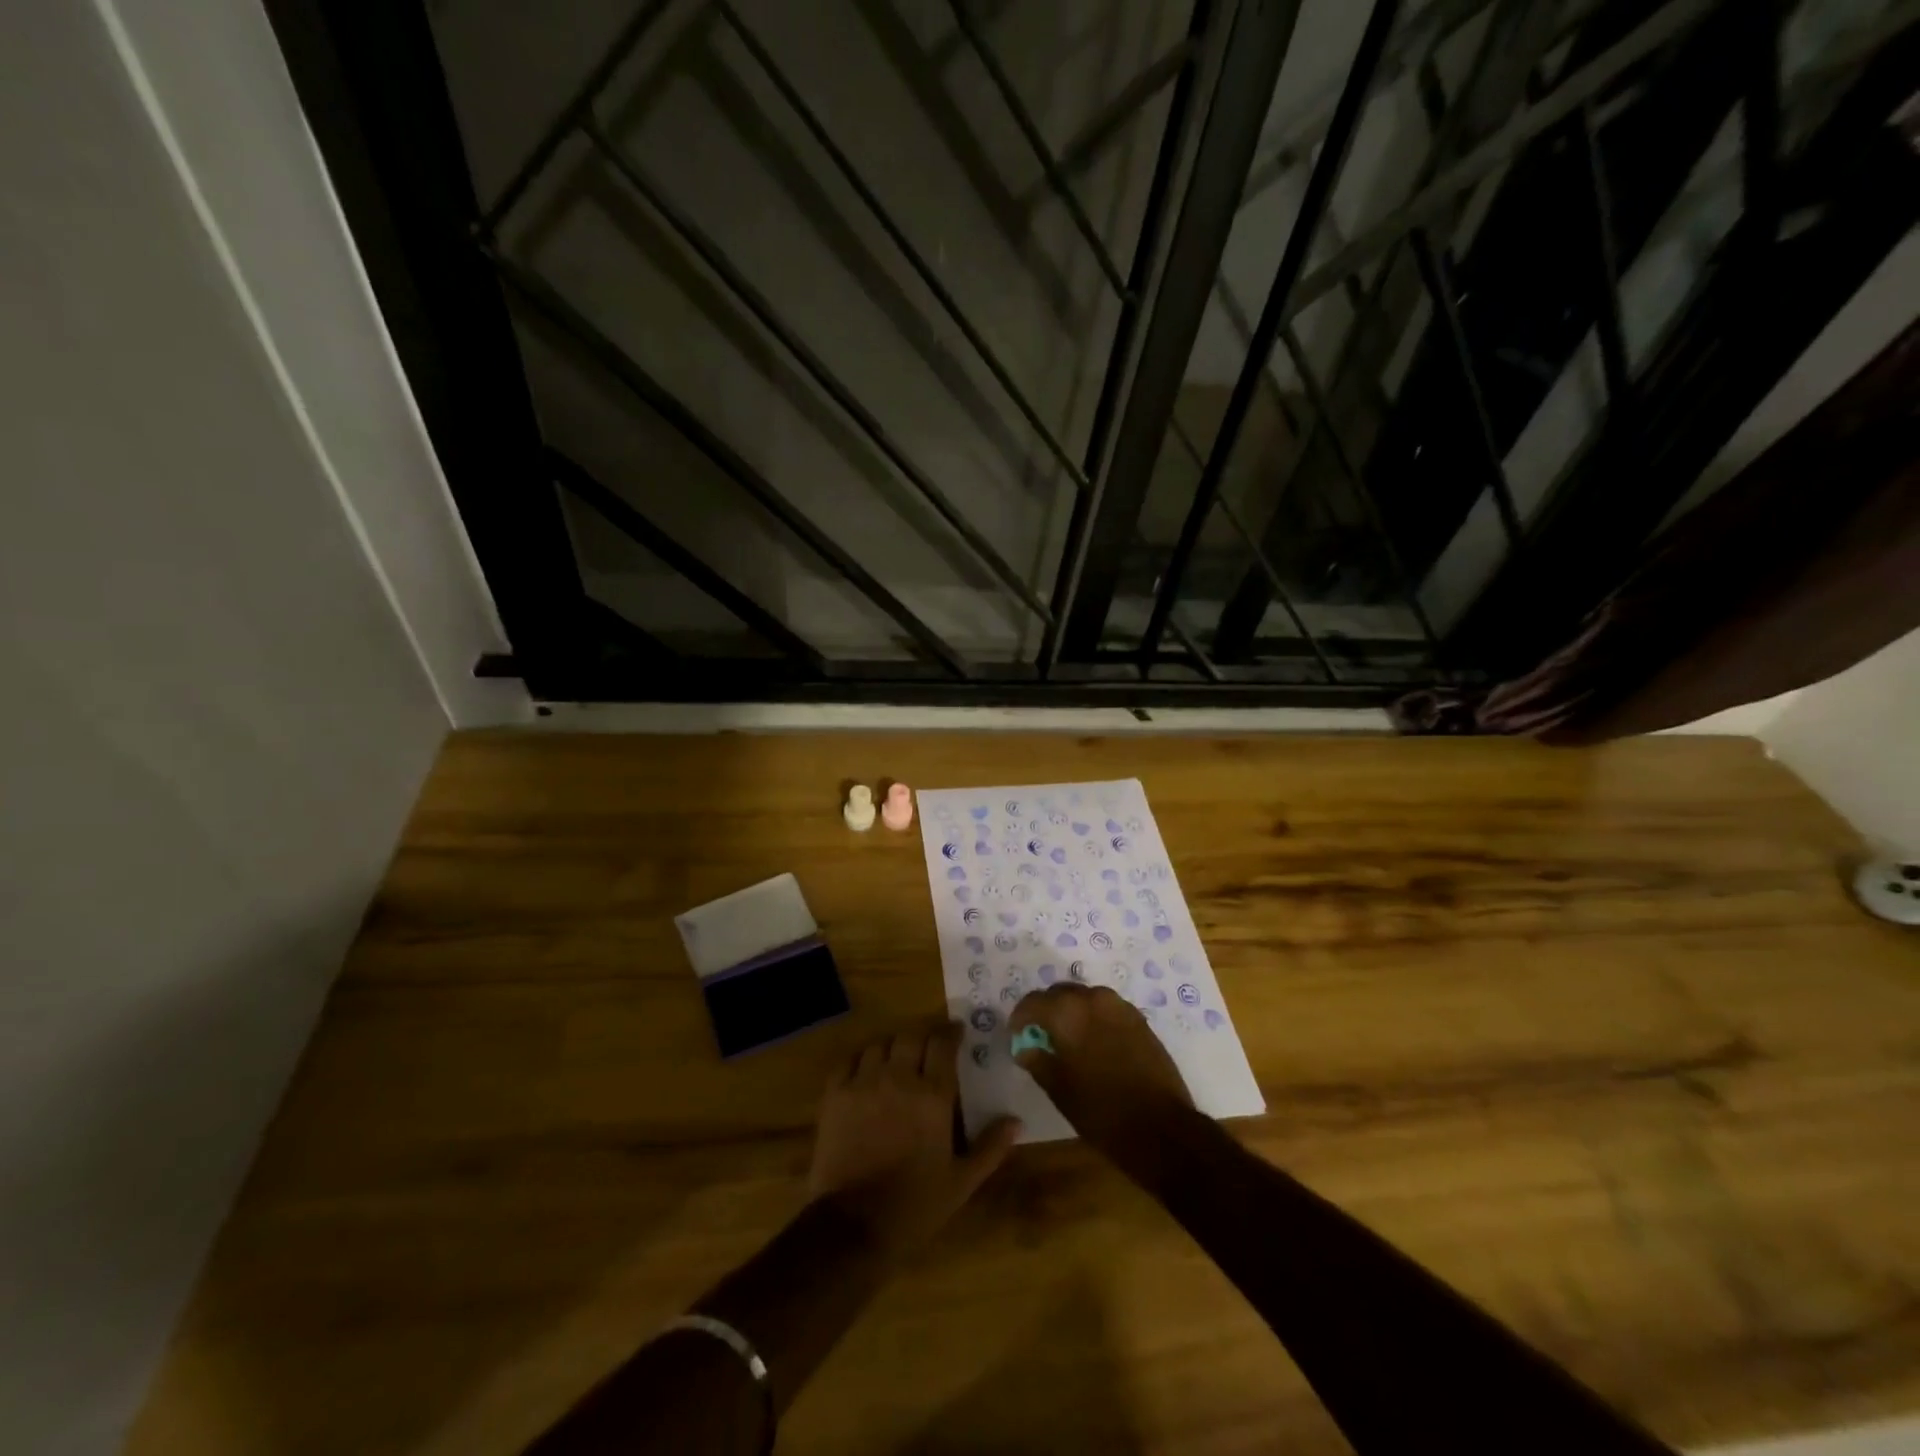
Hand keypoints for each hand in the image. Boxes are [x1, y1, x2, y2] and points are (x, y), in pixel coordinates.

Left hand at [809, 1020, 1019, 1258]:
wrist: (854, 1225)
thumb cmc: (915, 1205)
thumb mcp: (961, 1182)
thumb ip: (990, 1147)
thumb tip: (1016, 1121)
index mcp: (933, 1095)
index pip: (943, 1043)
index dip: (951, 1032)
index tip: (957, 1032)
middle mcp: (899, 1078)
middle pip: (911, 1036)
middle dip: (922, 1037)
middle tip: (928, 1048)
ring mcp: (863, 1083)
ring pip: (880, 1044)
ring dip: (892, 1048)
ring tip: (897, 1060)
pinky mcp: (835, 1094)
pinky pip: (848, 1060)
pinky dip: (860, 1060)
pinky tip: (865, 1072)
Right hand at [1010, 984, 1194, 1155]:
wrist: (1161, 1127)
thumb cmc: (1101, 1111)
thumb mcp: (1059, 1089)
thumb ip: (1037, 1061)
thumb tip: (1025, 1048)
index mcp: (1068, 1012)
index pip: (1033, 1002)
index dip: (1020, 1018)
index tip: (1017, 1035)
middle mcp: (1093, 998)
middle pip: (1060, 993)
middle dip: (1046, 1010)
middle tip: (1039, 1035)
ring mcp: (1120, 1006)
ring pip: (1085, 998)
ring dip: (1071, 1012)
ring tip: (1066, 1038)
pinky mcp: (1139, 1019)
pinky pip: (1105, 1008)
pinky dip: (1092, 1018)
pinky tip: (1091, 1042)